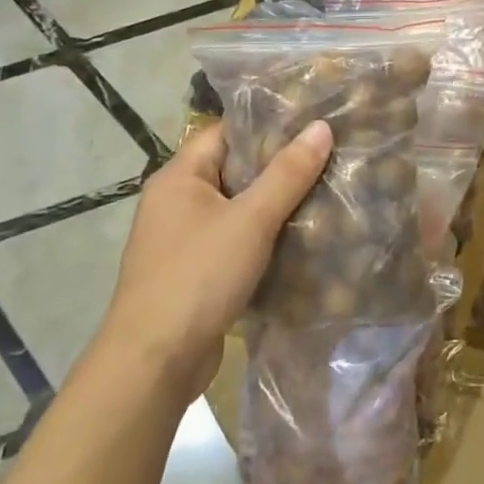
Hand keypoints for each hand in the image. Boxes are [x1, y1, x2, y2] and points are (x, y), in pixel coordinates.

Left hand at [95, 120, 331, 401]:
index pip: (226, 132)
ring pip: (237, 208)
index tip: (313, 121)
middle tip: (329, 155)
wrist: (154, 363)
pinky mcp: (195, 273)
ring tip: (325, 191)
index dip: (268, 124)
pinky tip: (302, 238)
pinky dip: (264, 238)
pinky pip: (235, 241)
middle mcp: (176, 202)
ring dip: (275, 205)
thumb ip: (287, 174)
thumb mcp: (250, 220)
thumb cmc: (198, 277)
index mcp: (179, 177)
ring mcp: (183, 240)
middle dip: (279, 166)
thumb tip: (321, 127)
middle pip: (234, 169)